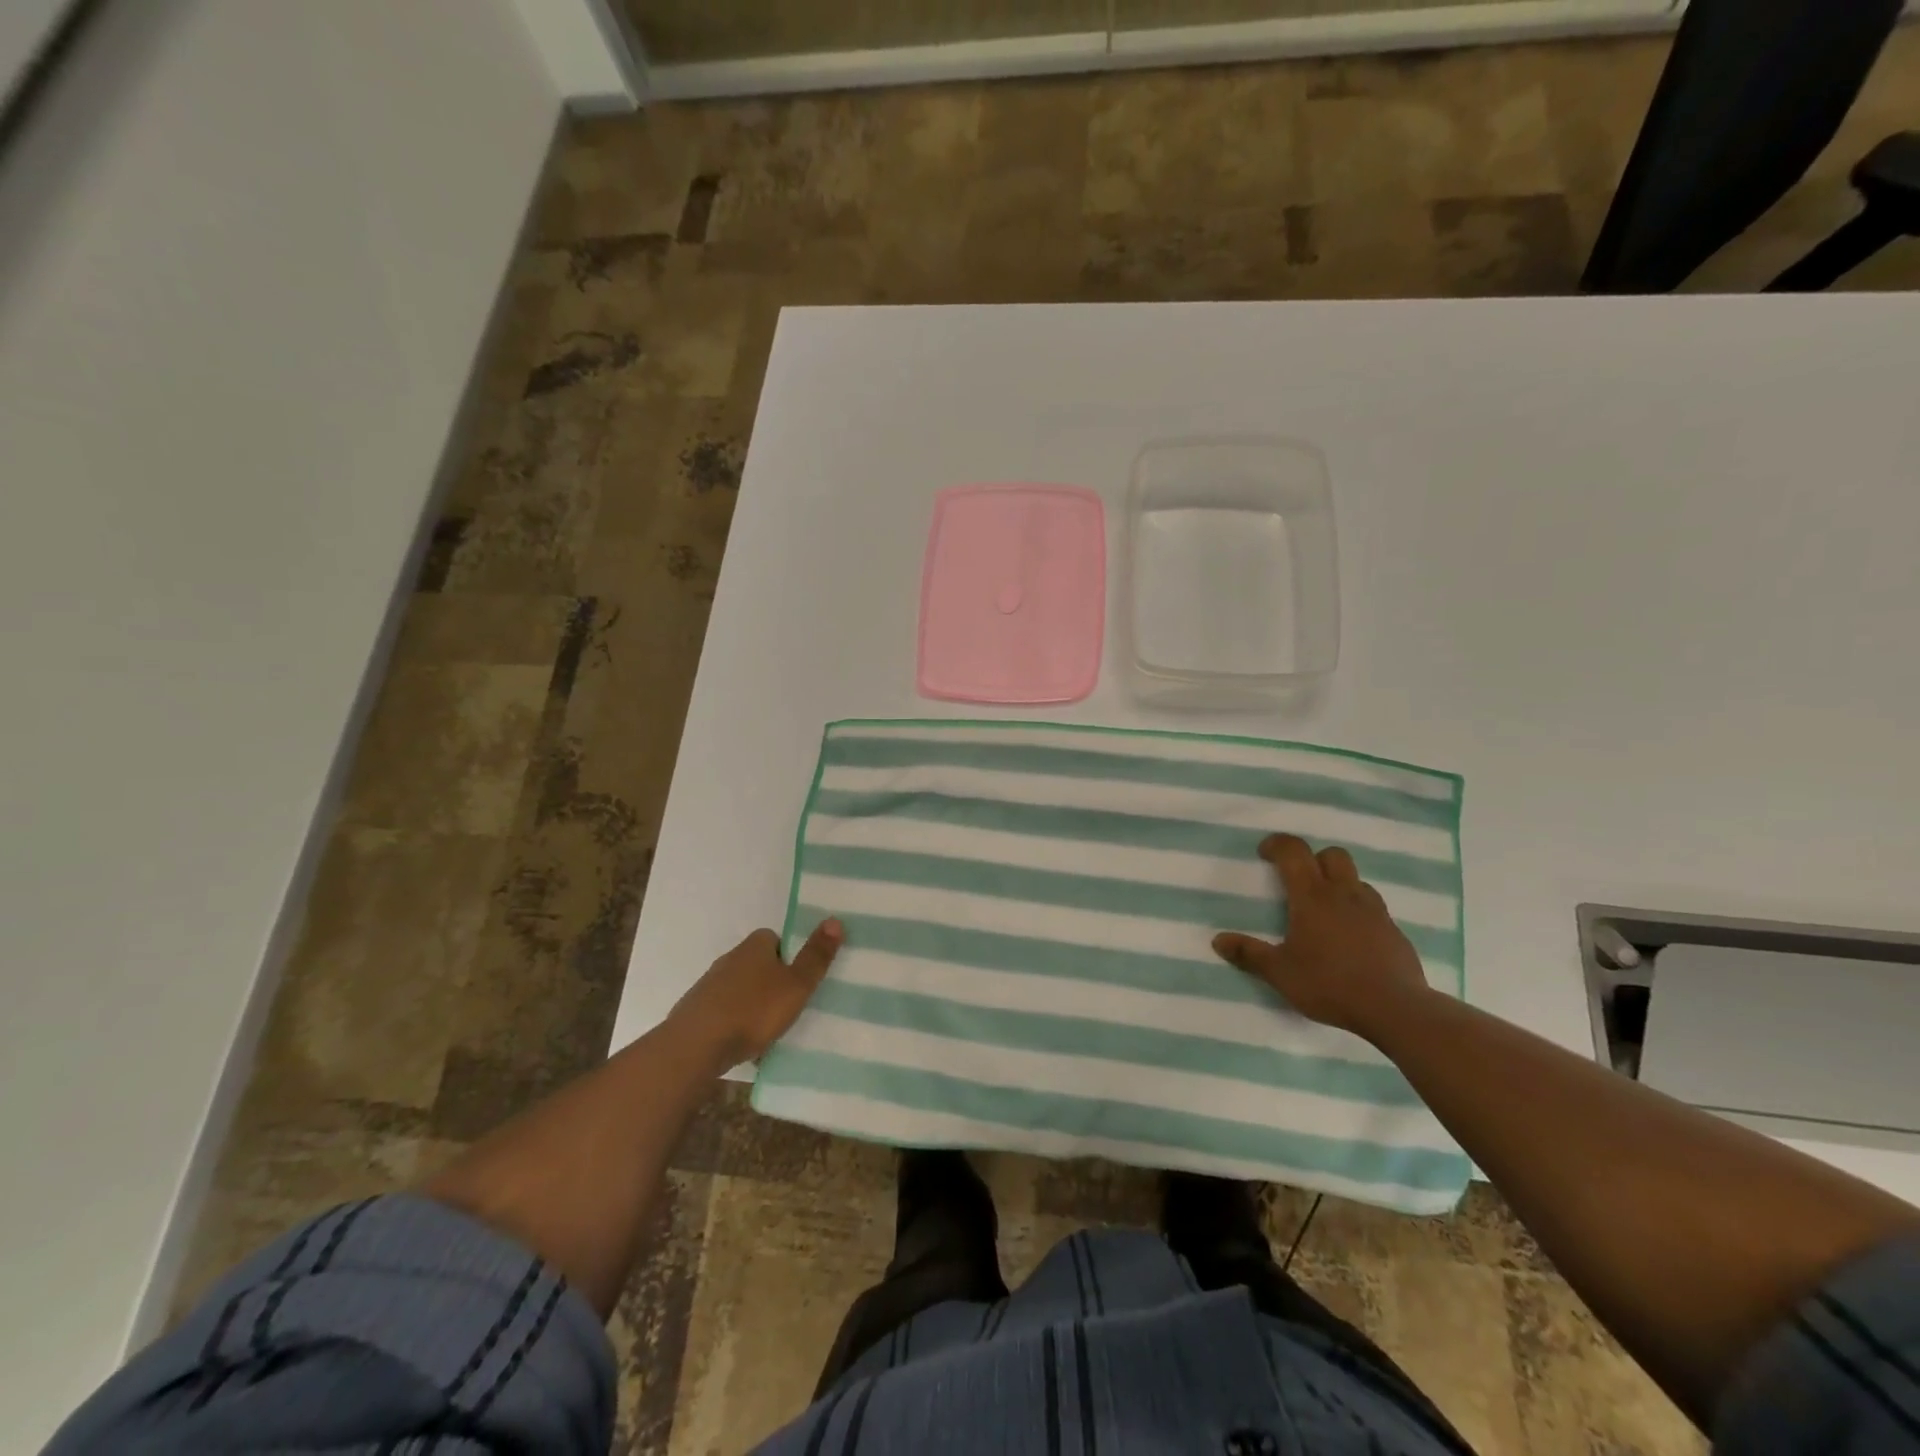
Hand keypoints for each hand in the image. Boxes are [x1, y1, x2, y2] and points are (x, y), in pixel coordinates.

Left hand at [667, 919, 842, 1067]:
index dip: (789, 956)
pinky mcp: (695, 1011)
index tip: (799, 979)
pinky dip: (733, 1022)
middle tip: (788, 1005)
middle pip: (757, 963)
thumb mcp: (796, 985)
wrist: (695, 1047)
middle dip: (771, 981)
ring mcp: (709, 984)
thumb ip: (815, 956)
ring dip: (752, 1003)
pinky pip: (723, 1011)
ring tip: (767, 1029)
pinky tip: (742, 1042)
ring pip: (740, 989)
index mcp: (754, 946)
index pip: (775, 939)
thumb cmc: (753, 1011)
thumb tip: (835, 919)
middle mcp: (730, 958)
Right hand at [1212, 834, 1430, 1039]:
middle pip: (1332, 855)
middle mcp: (1344, 894)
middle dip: (1313, 858)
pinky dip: (1358, 911)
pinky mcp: (1394, 931)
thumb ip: (1249, 954)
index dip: (1277, 844)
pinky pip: (1373, 907)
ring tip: (1325, 909)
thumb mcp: (1280, 973)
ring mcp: (1374, 911)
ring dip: (1338, 883)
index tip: (1264, 853)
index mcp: (1312, 897)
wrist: (1396, 1009)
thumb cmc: (1330, 984)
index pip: (1294, 852)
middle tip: (1298, 880)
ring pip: (1356, 879)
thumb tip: (1218, 941)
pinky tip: (1351, 937)